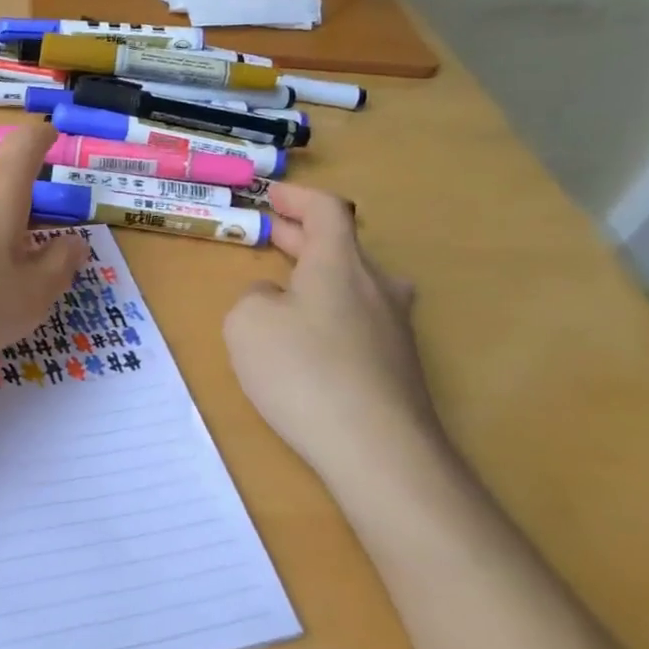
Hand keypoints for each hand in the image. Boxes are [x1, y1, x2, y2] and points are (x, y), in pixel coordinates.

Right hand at [223, 186, 440, 478]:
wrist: (381, 454)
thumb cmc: (305, 372)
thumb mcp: (248, 322)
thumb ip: (254, 296)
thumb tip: (276, 299)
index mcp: (341, 263)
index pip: (326, 209)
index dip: (297, 197)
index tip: (271, 195)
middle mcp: (376, 287)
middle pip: (341, 245)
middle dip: (300, 236)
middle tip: (268, 233)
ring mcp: (395, 329)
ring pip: (355, 284)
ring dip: (319, 275)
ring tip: (287, 286)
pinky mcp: (400, 367)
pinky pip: (360, 322)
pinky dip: (330, 314)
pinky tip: (308, 344)